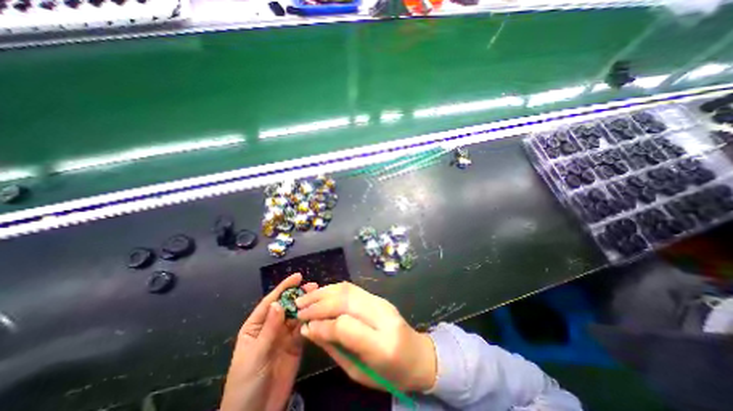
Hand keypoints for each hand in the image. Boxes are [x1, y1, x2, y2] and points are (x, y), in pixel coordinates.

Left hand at [220, 273, 318, 410]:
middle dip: (299, 295)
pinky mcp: (295, 346)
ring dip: (307, 306)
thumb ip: (269, 329)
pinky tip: (319, 314)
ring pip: (297, 316)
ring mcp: (284, 336)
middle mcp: (271, 327)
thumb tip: (279, 303)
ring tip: (320, 296)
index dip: (284, 288)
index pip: (271, 302)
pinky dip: (310, 321)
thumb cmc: (246, 384)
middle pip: (286, 306)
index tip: (298, 276)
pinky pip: (303, 329)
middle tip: (314, 286)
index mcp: (256, 326)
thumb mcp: (256, 355)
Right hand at [296, 282, 437, 390]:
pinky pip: (352, 288)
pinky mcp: (379, 296)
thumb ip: (334, 349)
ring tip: (305, 298)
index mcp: (383, 345)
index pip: (346, 326)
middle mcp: (383, 316)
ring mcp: (382, 302)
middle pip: (345, 301)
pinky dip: (333, 289)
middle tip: (298, 308)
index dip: (322, 324)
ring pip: (348, 289)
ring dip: (323, 292)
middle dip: (318, 303)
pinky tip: (321, 294)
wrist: (417, 355)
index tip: (304, 326)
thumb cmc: (389, 373)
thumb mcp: (359, 372)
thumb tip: (310, 330)